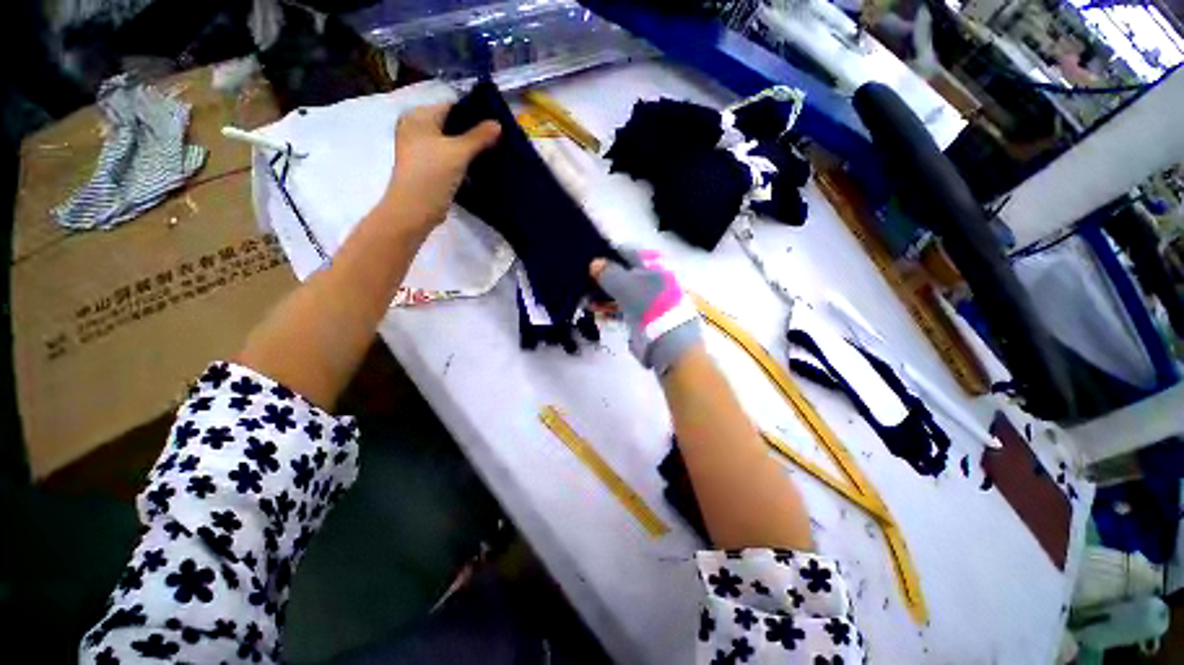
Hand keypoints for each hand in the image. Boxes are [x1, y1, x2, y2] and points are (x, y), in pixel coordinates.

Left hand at [380, 102, 499, 236]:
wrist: (415, 209)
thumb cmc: (432, 174)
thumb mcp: (459, 152)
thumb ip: (479, 137)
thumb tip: (498, 124)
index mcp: (418, 116)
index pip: (451, 107)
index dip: (474, 114)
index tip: (495, 125)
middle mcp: (416, 128)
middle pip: (451, 126)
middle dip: (474, 134)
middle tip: (498, 140)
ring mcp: (420, 150)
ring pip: (451, 144)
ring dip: (469, 150)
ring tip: (492, 154)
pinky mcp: (427, 168)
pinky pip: (448, 159)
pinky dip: (462, 162)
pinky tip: (479, 168)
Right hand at [590, 249, 701, 374]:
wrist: (666, 341)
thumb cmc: (649, 305)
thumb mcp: (625, 284)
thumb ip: (608, 272)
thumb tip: (594, 263)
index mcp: (654, 267)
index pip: (629, 253)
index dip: (611, 253)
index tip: (592, 257)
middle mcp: (652, 281)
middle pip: (625, 273)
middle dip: (605, 276)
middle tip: (585, 278)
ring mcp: (647, 301)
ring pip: (621, 292)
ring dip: (603, 293)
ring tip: (585, 296)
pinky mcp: (641, 318)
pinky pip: (621, 309)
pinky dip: (608, 308)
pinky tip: (594, 309)